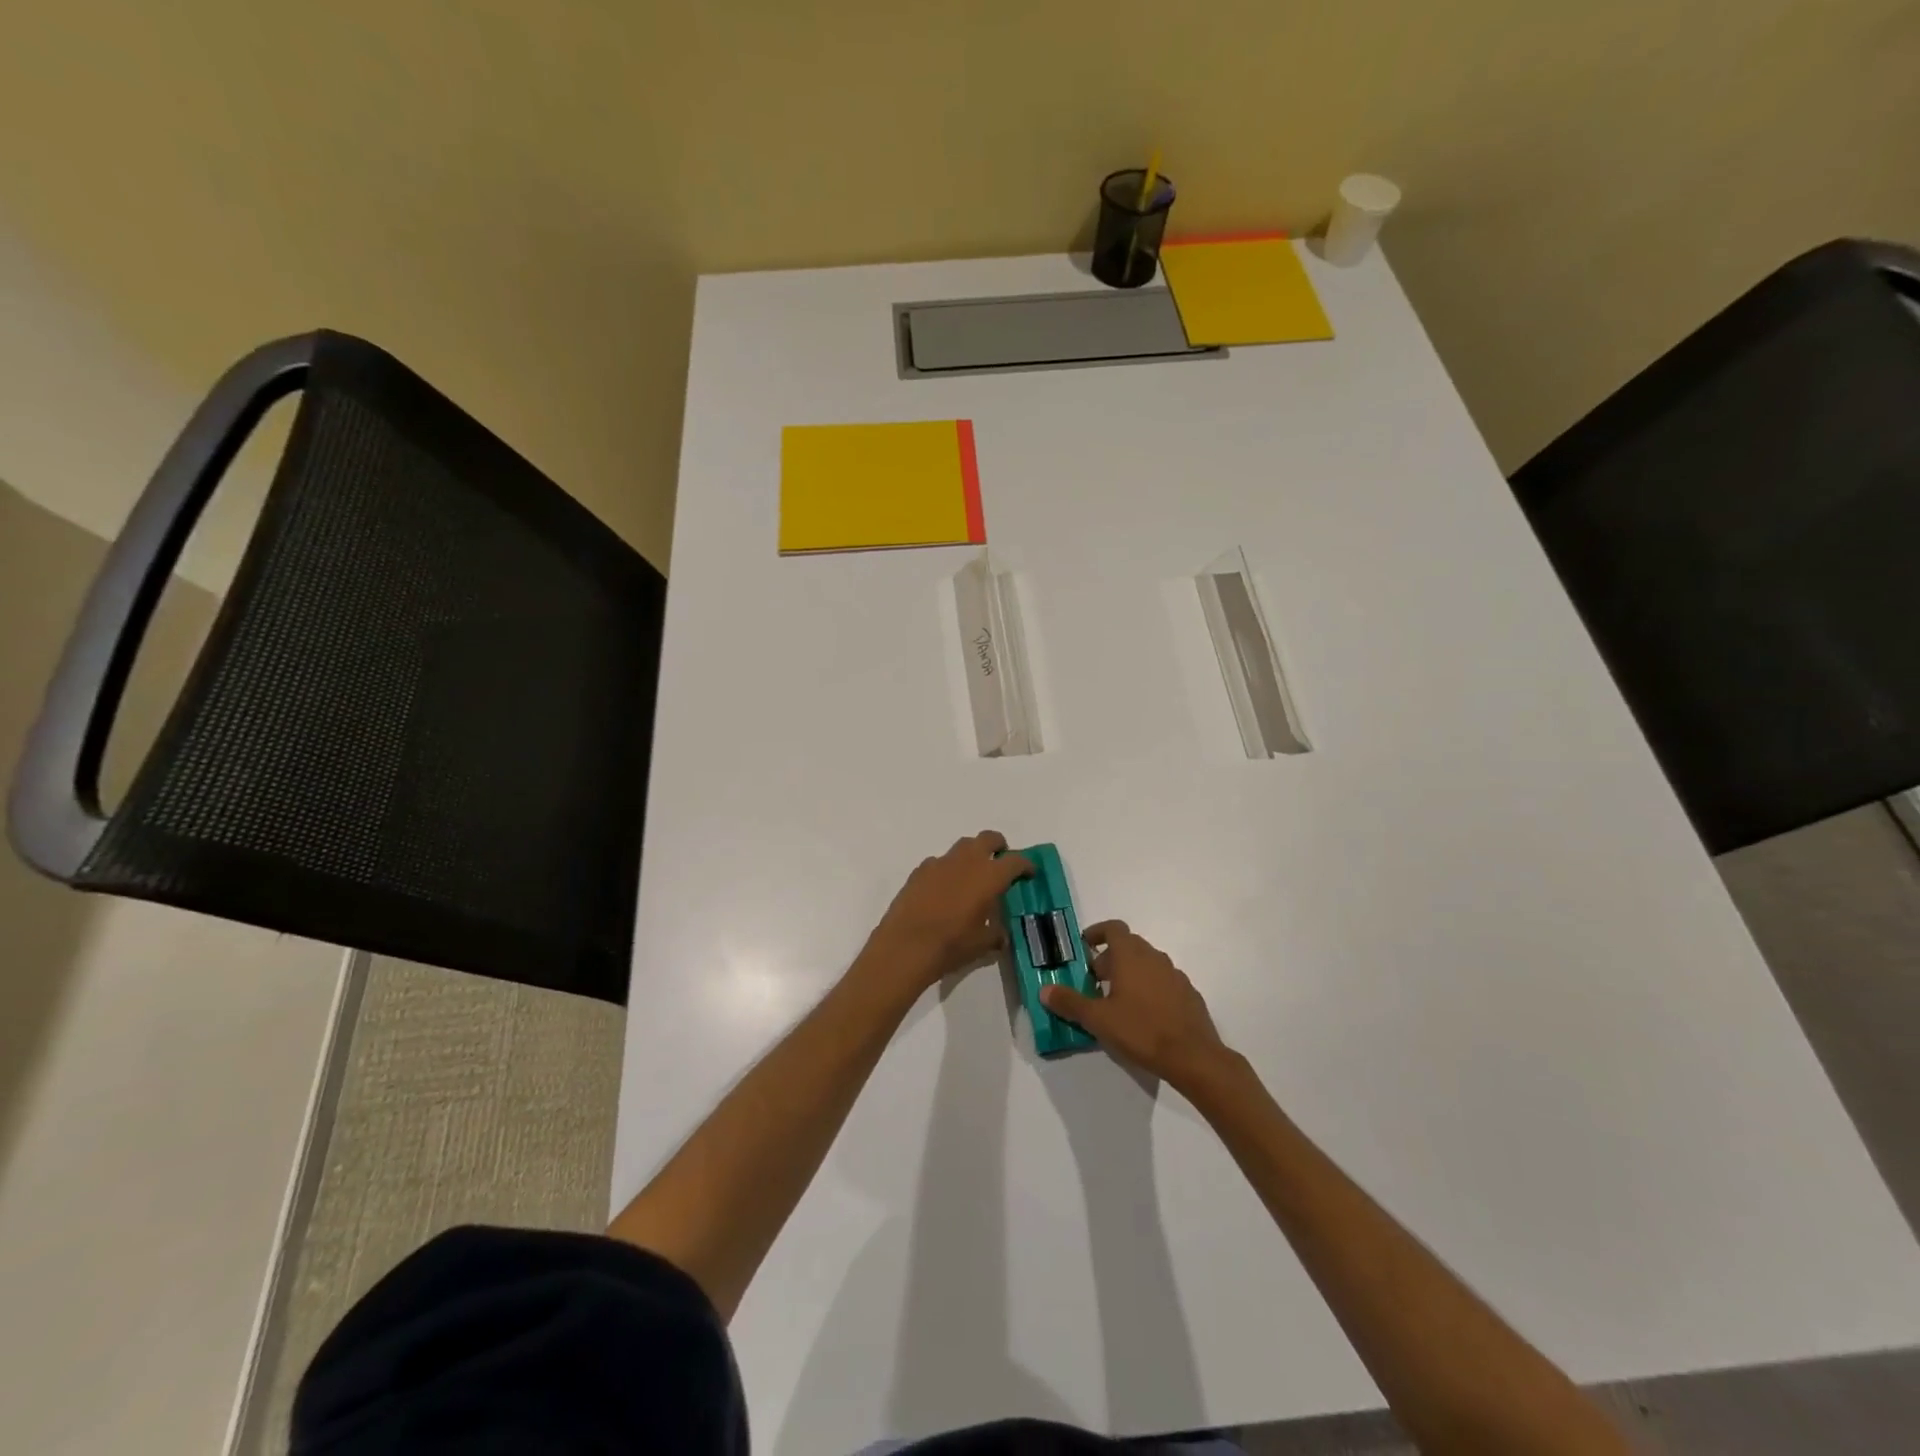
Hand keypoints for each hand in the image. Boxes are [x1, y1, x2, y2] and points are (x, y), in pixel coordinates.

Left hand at [865, 832, 1033, 991]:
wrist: (905, 946)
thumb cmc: (950, 945)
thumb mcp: (982, 945)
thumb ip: (996, 934)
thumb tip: (1001, 934)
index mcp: (989, 876)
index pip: (1015, 861)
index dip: (1026, 865)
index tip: (1029, 873)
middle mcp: (966, 861)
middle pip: (988, 839)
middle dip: (998, 846)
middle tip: (1001, 862)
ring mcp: (940, 863)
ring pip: (962, 846)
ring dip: (972, 855)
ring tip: (972, 875)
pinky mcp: (919, 871)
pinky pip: (939, 862)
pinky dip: (947, 869)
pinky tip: (944, 889)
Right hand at [1041, 921, 1230, 1089]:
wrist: (1193, 1056)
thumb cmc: (1141, 1030)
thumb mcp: (1098, 1019)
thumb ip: (1070, 1002)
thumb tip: (1044, 990)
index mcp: (1131, 955)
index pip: (1113, 928)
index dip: (1097, 933)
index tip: (1084, 947)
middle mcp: (1154, 957)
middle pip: (1128, 946)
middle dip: (1109, 959)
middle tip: (1093, 983)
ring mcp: (1175, 975)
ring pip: (1146, 964)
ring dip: (1129, 974)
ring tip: (1116, 1001)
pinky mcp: (1188, 994)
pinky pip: (1162, 981)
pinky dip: (1148, 988)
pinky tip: (1143, 1016)